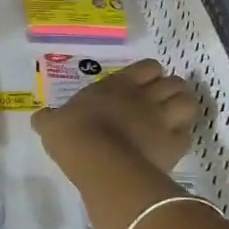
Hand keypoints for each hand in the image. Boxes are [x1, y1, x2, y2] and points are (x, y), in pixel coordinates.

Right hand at [33, 58, 199, 174]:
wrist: (99, 162)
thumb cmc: (74, 135)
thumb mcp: (52, 124)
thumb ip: (48, 118)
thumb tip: (40, 117)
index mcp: (119, 84)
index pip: (149, 67)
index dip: (150, 75)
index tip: (141, 87)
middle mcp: (146, 96)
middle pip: (174, 82)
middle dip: (170, 91)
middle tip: (159, 105)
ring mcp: (163, 119)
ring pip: (189, 102)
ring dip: (182, 109)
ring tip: (172, 121)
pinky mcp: (174, 144)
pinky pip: (188, 134)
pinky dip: (182, 137)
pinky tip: (171, 145)